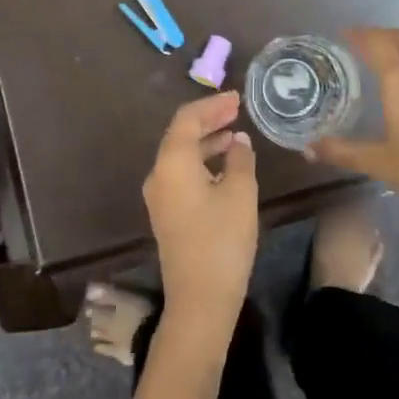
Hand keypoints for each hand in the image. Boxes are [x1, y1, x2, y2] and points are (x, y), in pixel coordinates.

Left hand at [141, 91, 258, 338]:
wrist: (199, 300)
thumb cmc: (222, 240)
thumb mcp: (239, 194)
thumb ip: (239, 160)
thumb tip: (238, 142)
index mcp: (172, 163)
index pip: (187, 119)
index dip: (212, 105)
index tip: (236, 98)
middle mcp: (158, 174)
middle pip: (181, 135)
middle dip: (209, 120)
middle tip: (236, 110)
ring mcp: (159, 196)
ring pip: (181, 155)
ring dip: (206, 141)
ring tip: (235, 134)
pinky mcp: (166, 213)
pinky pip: (181, 173)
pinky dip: (202, 161)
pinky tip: (225, 165)